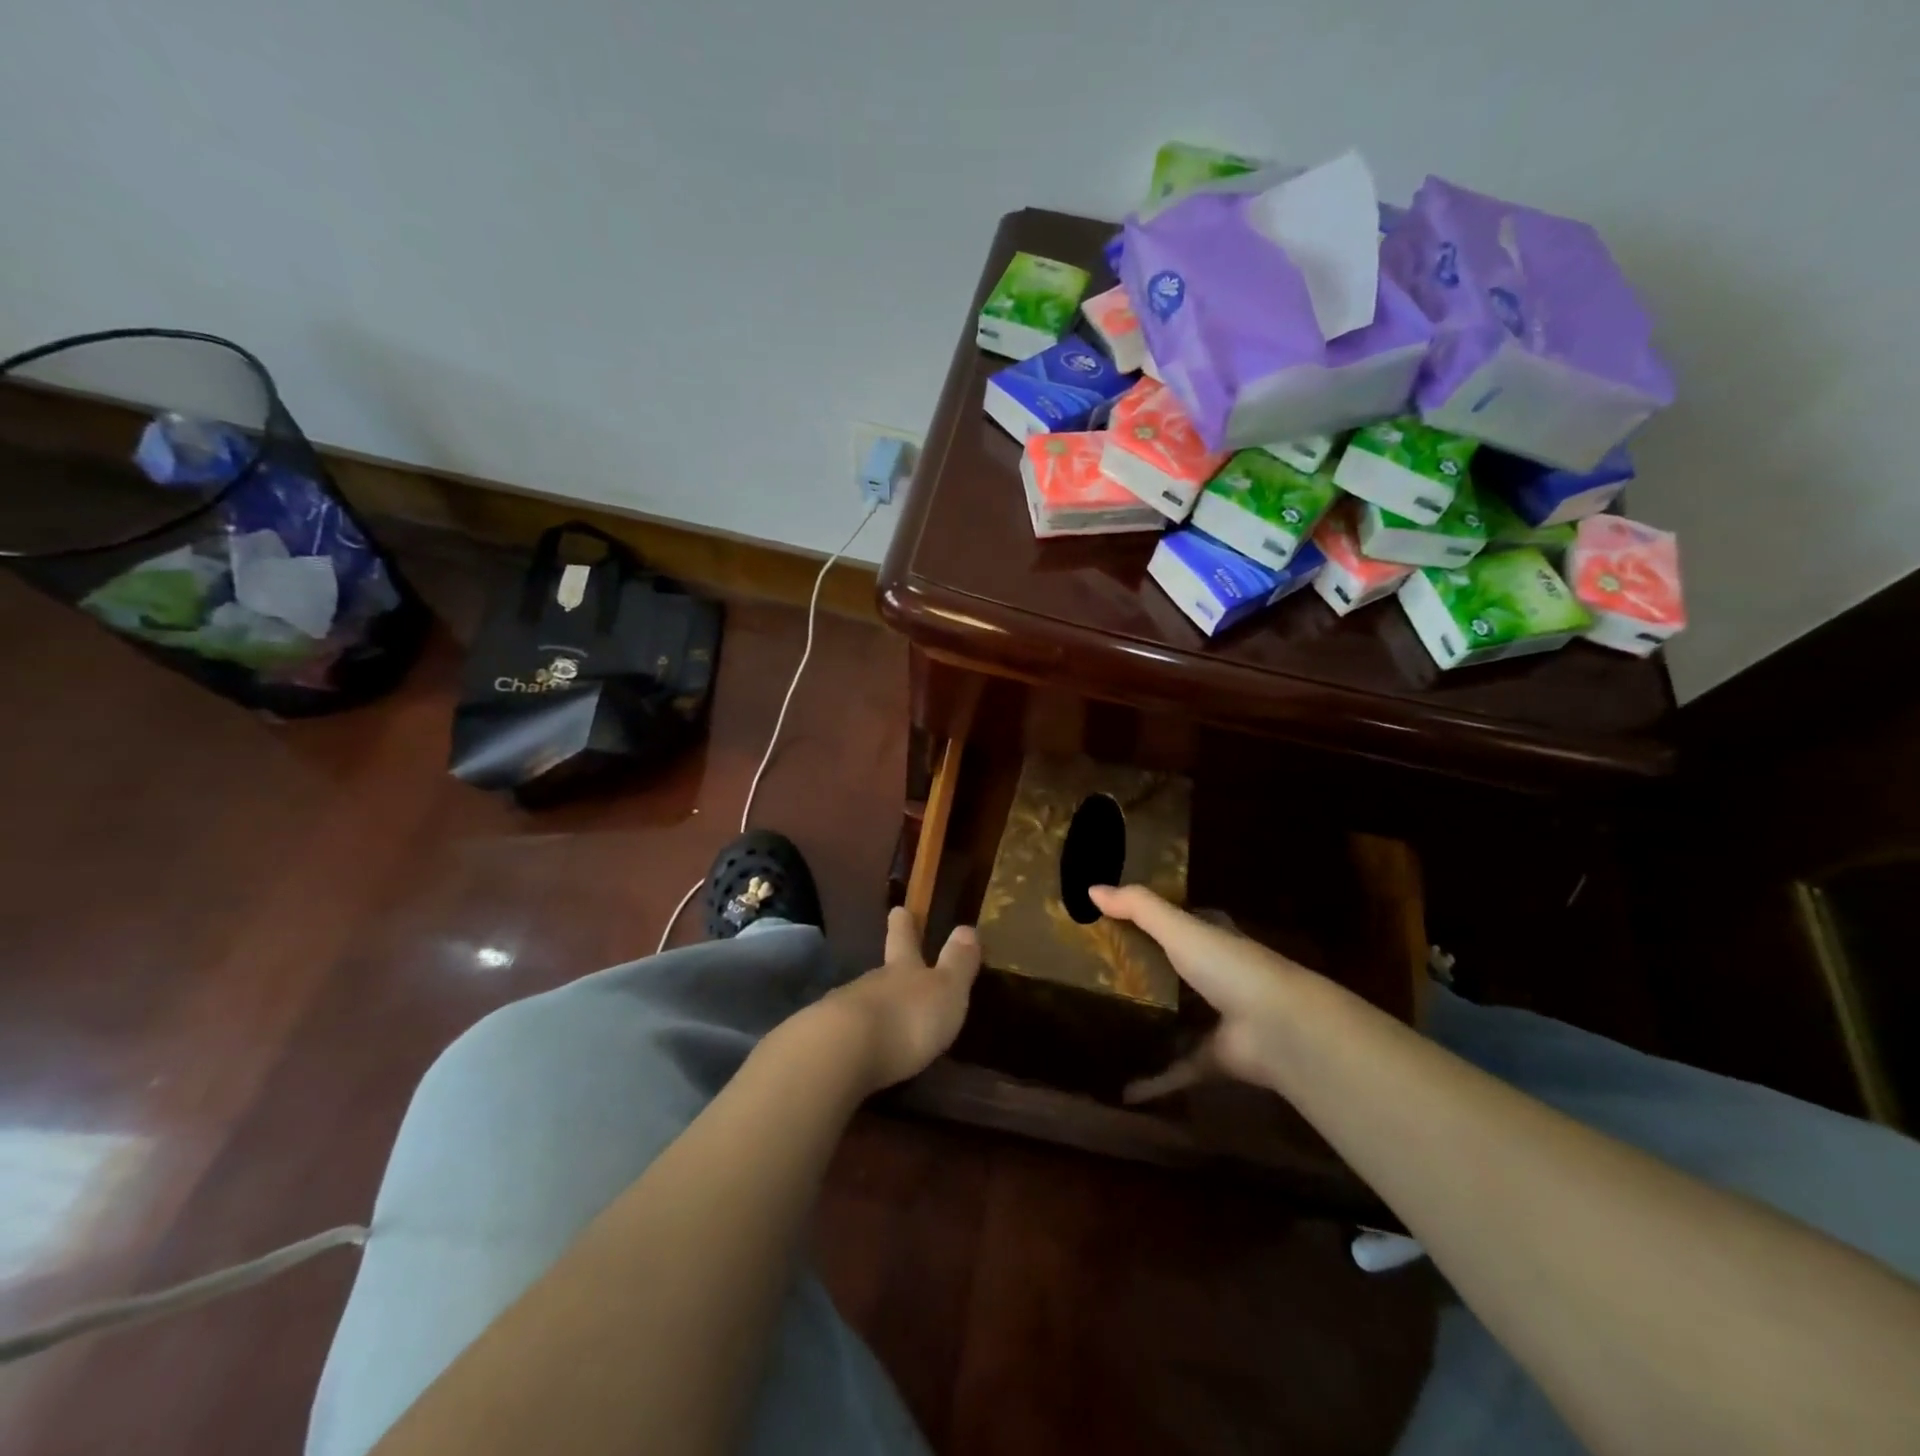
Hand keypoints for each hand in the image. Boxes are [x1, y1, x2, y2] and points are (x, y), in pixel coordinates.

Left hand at [822, 907, 980, 1091]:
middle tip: (892, 966)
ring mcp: (845, 1011)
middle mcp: (872, 983)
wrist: (843, 1051)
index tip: (898, 910)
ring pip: (862, 1002)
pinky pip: (847, 1035)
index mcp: (903, 969)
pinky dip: (857, 1039)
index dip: (904, 925)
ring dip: (874, 1009)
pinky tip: (862, 1052)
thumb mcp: (946, 990)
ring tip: (886, 1024)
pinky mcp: (827, 1042)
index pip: (904, 939)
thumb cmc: (906, 1017)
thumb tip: (967, 928)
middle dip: (889, 971)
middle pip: (881, 971)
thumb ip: (958, 962)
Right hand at [1088, 884, 1316, 1099]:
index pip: (1180, 924)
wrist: (1281, 1029)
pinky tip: (1122, 1092)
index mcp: (1211, 940)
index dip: (1151, 921)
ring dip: (1147, 1027)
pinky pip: (1178, 1070)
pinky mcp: (1214, 1059)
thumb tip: (1090, 888)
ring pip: (1175, 1021)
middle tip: (1093, 978)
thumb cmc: (1230, 967)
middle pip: (1172, 973)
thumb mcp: (1179, 928)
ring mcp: (1217, 1020)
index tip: (1111, 923)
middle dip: (1141, 975)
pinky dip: (1154, 1081)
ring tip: (1100, 1028)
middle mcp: (1216, 977)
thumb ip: (1138, 907)